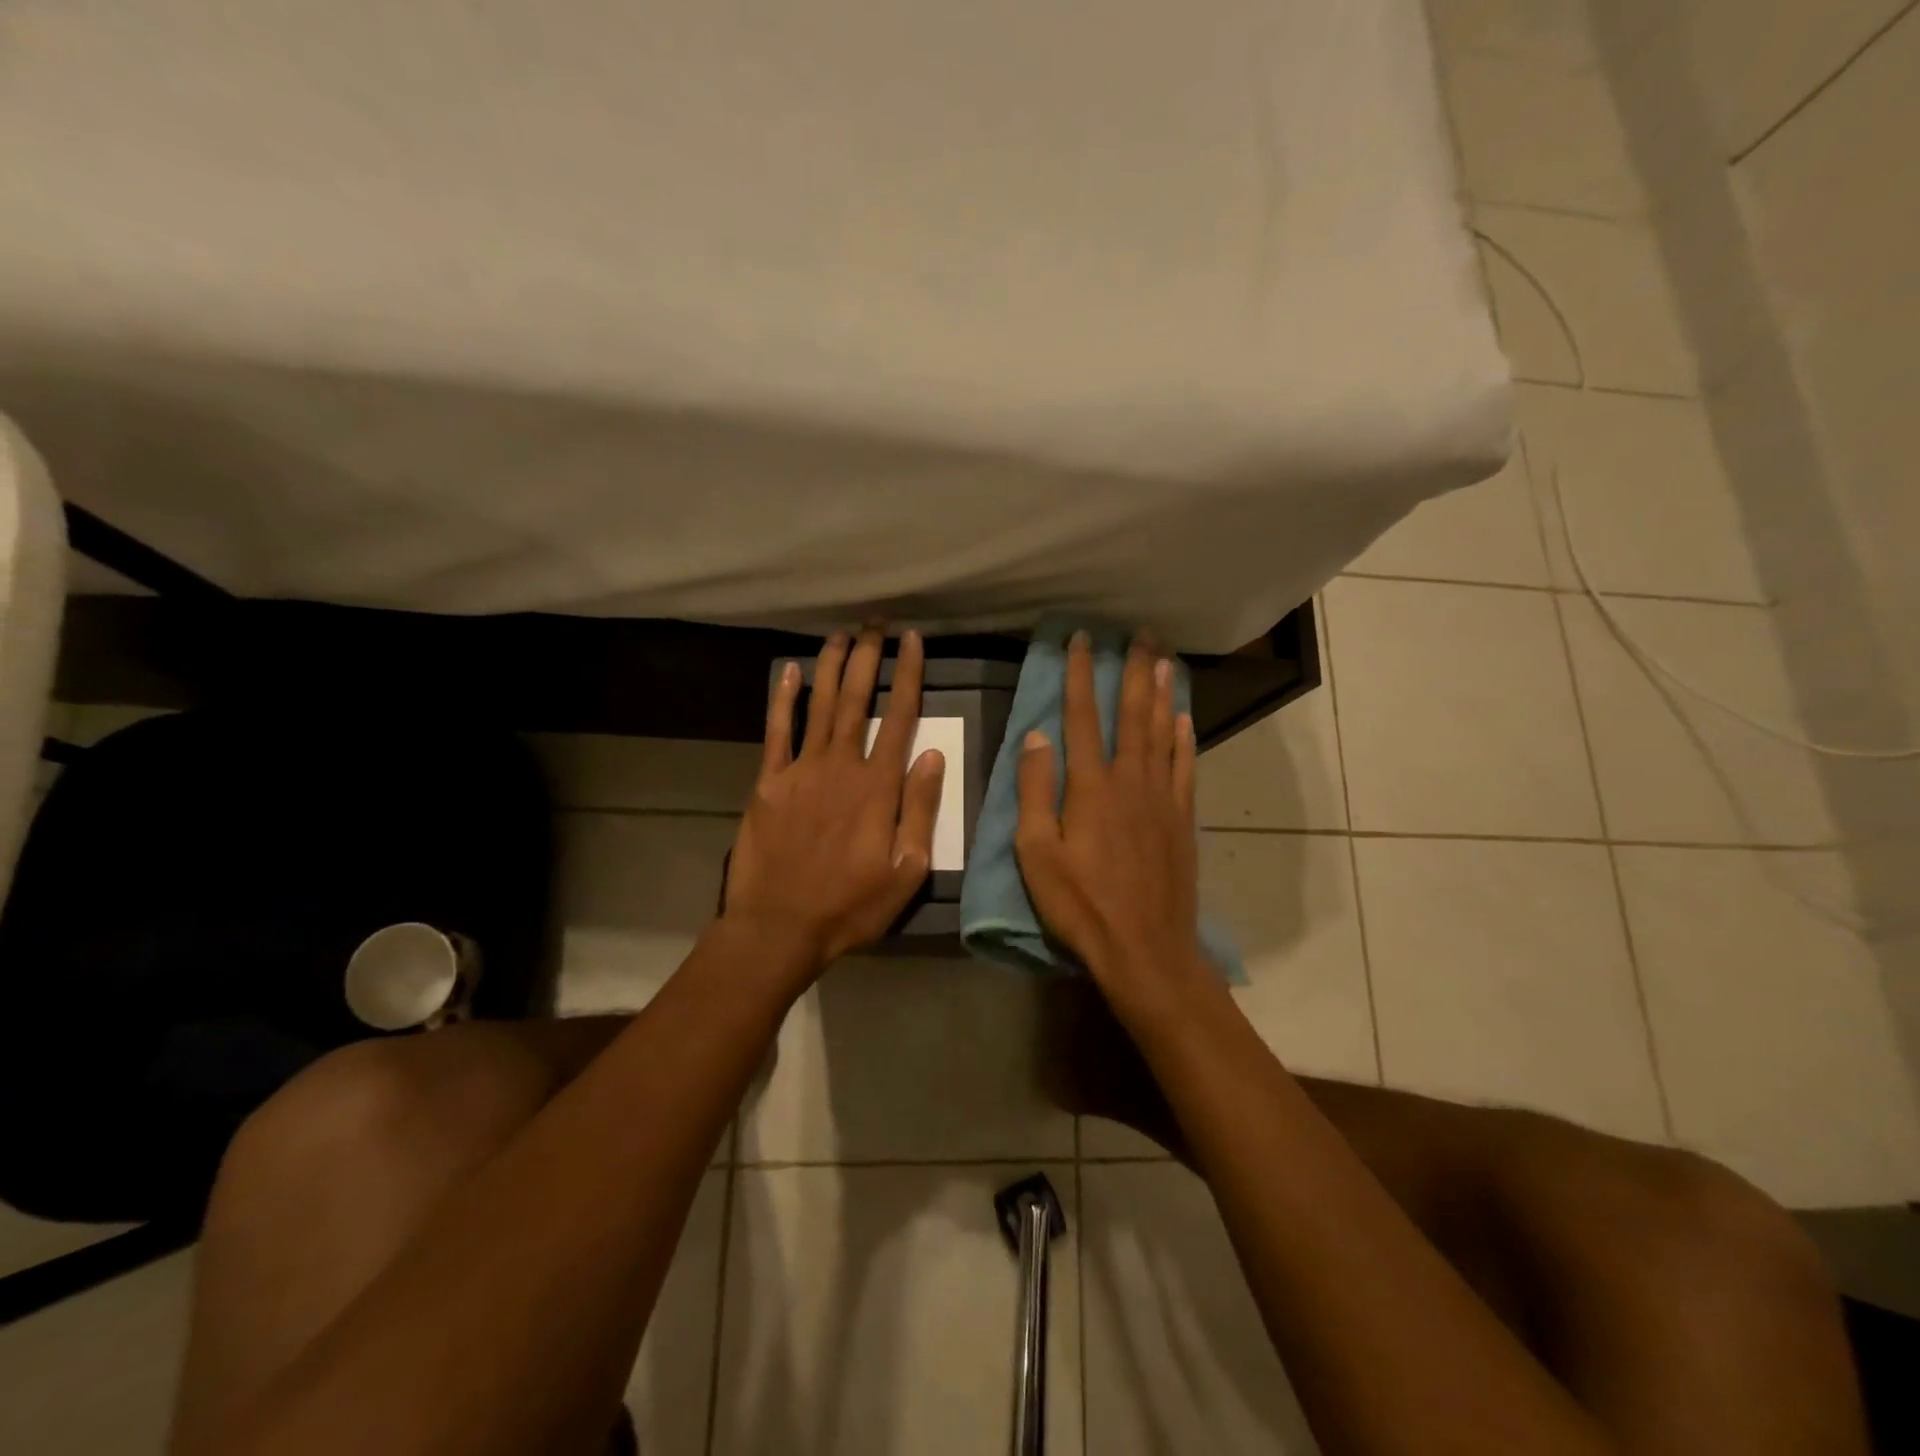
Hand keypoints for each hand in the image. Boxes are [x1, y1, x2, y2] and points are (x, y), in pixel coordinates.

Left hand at [723, 626, 945, 970]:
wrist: (778, 926)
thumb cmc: (850, 905)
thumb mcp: (907, 870)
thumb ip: (920, 808)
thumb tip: (932, 754)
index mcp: (878, 786)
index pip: (899, 717)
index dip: (908, 675)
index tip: (913, 641)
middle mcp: (841, 765)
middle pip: (856, 699)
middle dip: (868, 657)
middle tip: (876, 623)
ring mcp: (801, 770)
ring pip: (819, 705)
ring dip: (830, 666)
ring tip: (841, 634)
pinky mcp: (768, 781)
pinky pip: (777, 731)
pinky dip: (782, 698)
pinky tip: (787, 671)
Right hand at [1015, 632, 1208, 1014]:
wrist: (1145, 948)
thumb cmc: (1081, 904)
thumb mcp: (1036, 853)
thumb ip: (1035, 791)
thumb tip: (1036, 737)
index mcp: (1091, 787)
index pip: (1082, 717)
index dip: (1080, 675)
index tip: (1081, 640)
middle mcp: (1131, 780)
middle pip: (1132, 714)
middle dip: (1134, 670)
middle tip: (1141, 634)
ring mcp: (1162, 798)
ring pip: (1164, 733)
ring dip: (1163, 694)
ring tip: (1165, 660)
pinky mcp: (1182, 819)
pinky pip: (1186, 767)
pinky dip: (1185, 738)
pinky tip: (1184, 719)